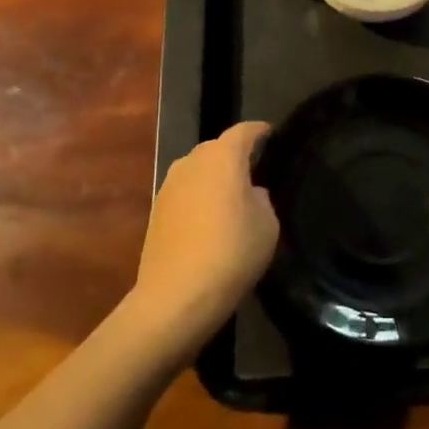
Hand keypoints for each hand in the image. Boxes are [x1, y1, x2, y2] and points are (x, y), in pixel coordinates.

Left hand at [131, 122, 278, 350]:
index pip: (245, 131)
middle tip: (256, 173)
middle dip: (235, 156)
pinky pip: (185, 193)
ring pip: (198, 171)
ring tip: (232, 200)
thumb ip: (261, 198)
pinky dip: (199, 199)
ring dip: (214, 179)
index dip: (260, 131)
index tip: (273, 135)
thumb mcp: (267, 224)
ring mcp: (169, 185)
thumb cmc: (231, 253)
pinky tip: (210, 222)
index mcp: (222, 156)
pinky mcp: (155, 210)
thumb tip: (248, 193)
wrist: (175, 297)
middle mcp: (192, 161)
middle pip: (218, 148)